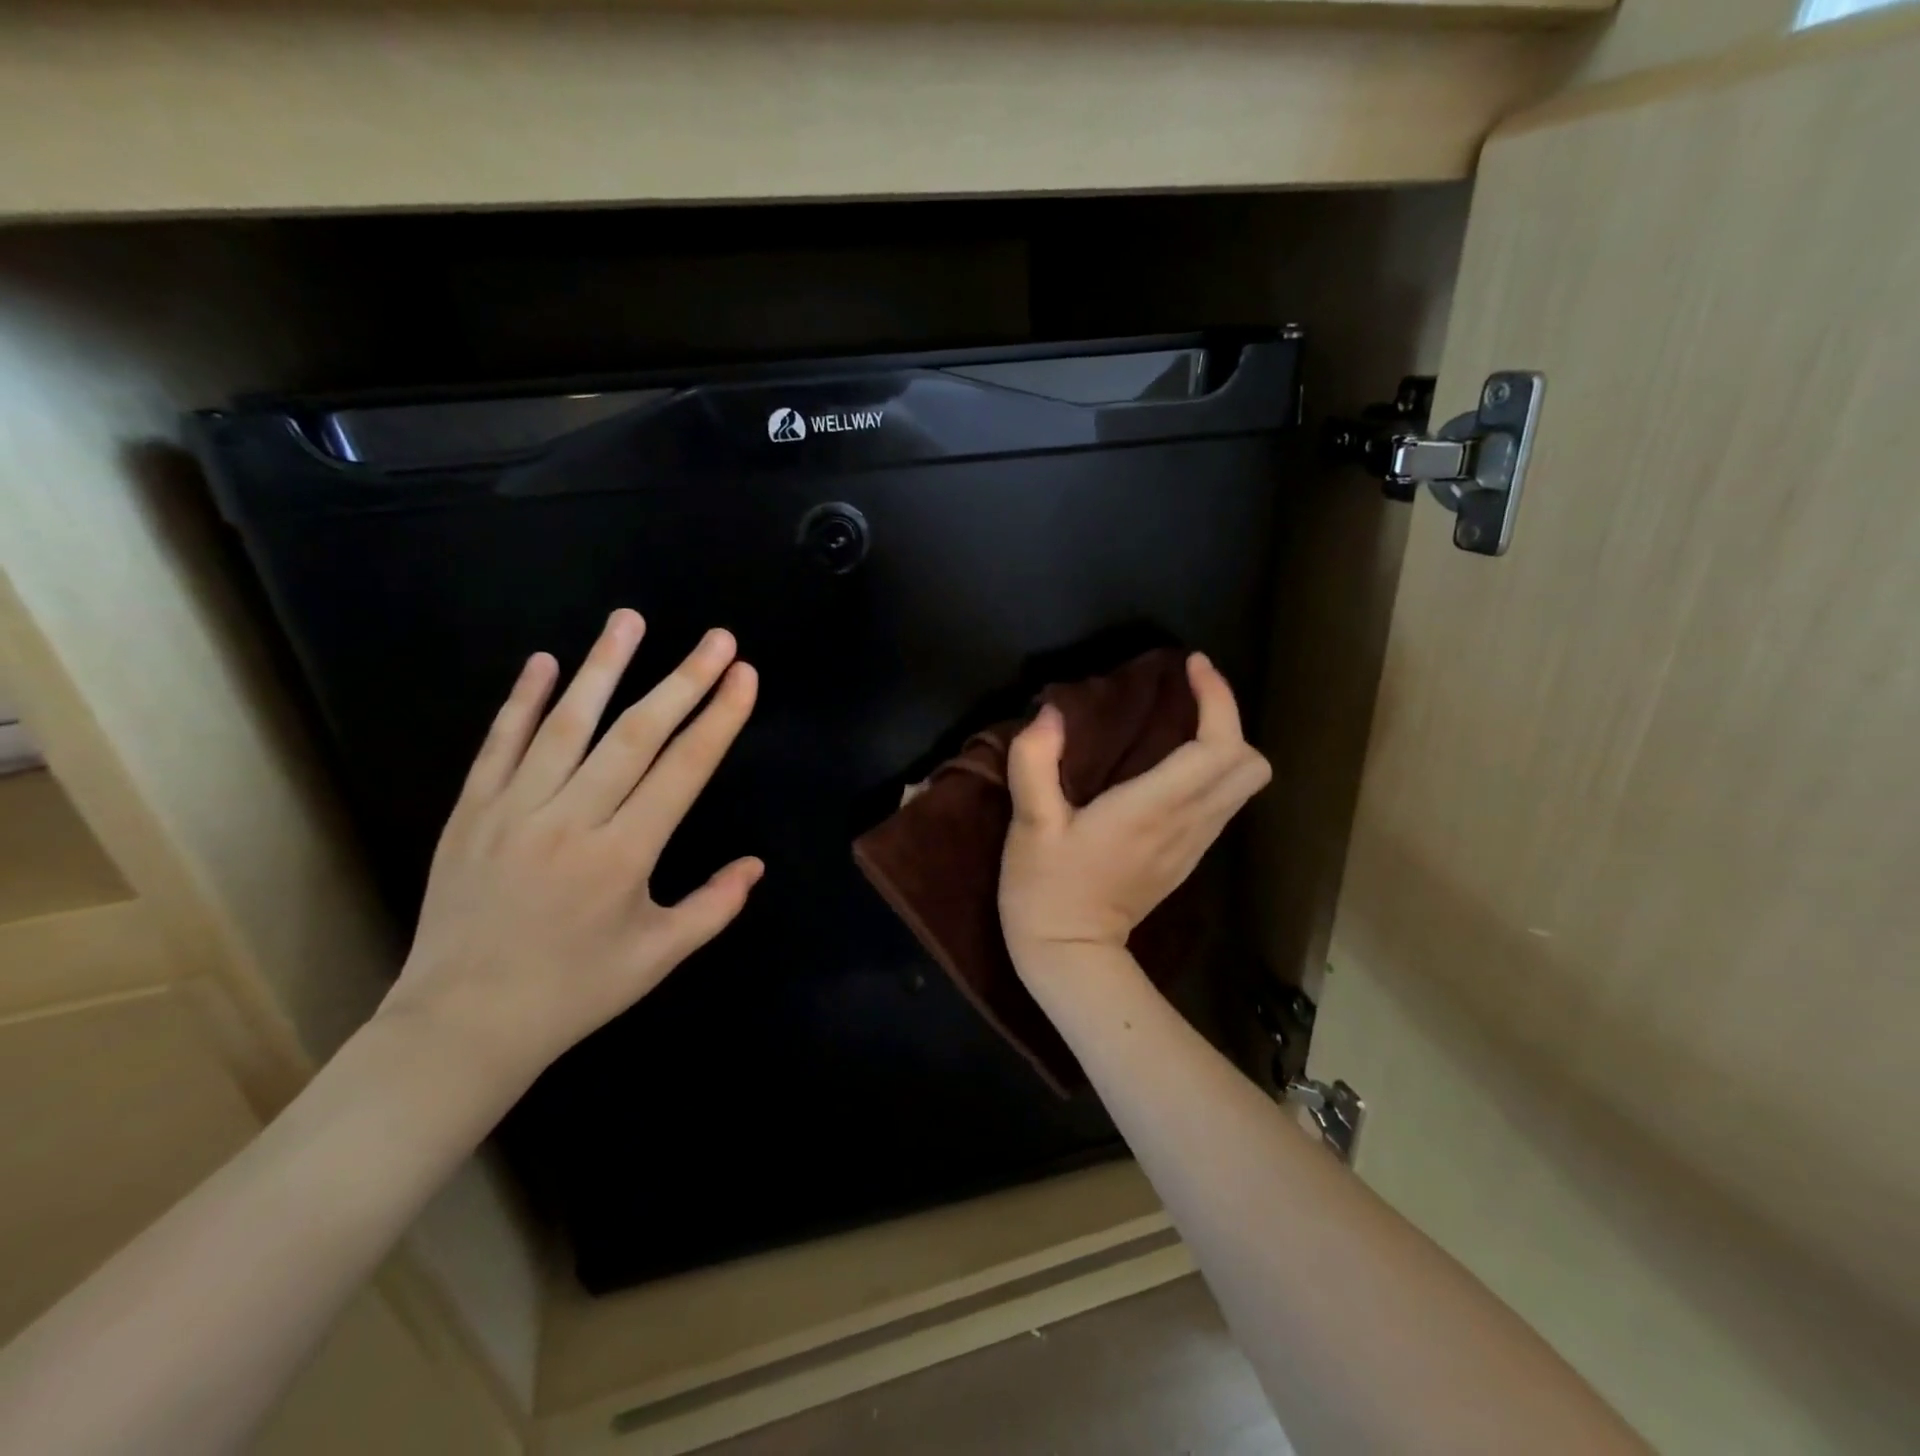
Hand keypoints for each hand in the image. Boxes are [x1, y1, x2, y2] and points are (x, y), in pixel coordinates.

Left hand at [377, 609, 762, 1096]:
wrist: (460, 1024)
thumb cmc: (573, 992)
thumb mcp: (658, 958)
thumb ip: (714, 906)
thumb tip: (755, 864)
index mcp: (623, 855)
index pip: (683, 770)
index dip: (718, 718)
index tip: (743, 674)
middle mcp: (571, 820)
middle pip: (636, 735)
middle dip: (683, 680)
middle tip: (715, 637)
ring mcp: (513, 810)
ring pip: (566, 725)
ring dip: (603, 667)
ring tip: (630, 620)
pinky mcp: (470, 812)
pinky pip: (499, 745)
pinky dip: (522, 700)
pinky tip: (545, 662)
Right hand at [998, 653, 1270, 972]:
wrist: (1070, 957)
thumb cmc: (1046, 890)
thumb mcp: (1028, 825)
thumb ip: (1034, 762)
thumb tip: (1050, 714)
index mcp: (1153, 809)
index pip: (1218, 745)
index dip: (1217, 698)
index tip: (1192, 665)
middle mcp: (1187, 824)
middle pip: (1249, 764)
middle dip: (1228, 719)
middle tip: (1187, 696)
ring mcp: (1193, 845)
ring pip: (1243, 786)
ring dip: (1224, 744)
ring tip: (1180, 721)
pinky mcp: (1186, 859)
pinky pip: (1222, 804)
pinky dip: (1213, 772)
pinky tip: (1171, 766)